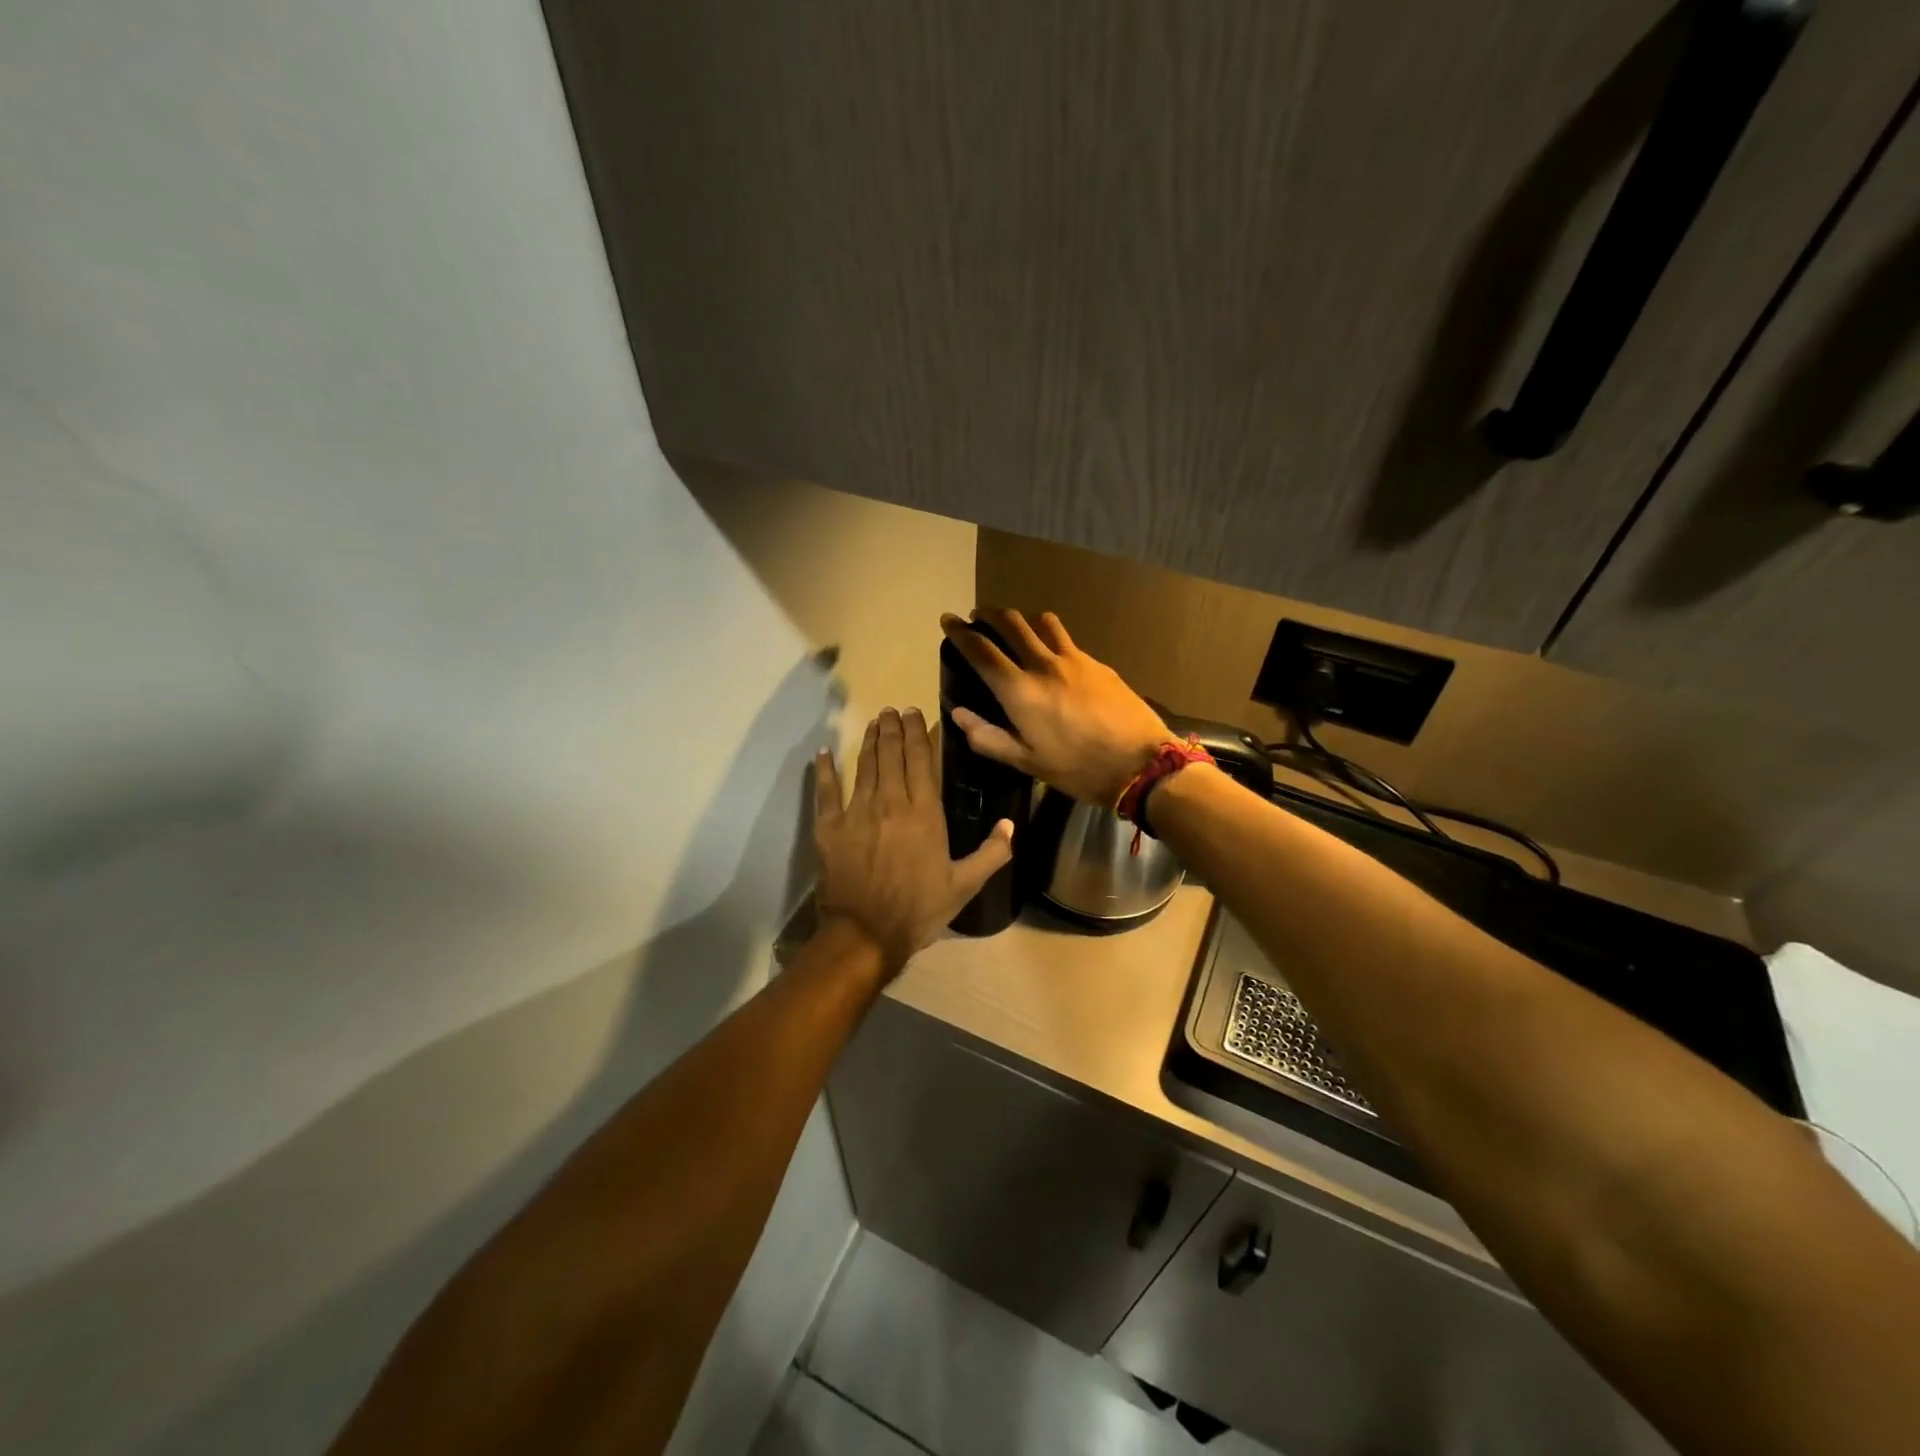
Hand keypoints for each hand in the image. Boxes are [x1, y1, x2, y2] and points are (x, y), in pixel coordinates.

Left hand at [813, 708, 1013, 973]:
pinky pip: (826, 792)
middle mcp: (891, 802)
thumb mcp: (964, 885)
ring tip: (874, 721)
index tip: (916, 713)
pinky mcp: (829, 828)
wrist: (866, 934)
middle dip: (893, 729)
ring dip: (869, 741)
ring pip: (864, 766)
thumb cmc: (919, 910)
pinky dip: (824, 770)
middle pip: (891, 755)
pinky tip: (823, 752)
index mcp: (924, 812)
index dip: (919, 733)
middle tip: (893, 710)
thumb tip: (1011, 824)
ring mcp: (857, 812)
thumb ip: (992, 853)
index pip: (921, 760)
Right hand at [939, 608, 1172, 806]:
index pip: (981, 650)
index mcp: (1020, 691)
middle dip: (989, 614)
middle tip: (978, 616)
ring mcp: (1074, 659)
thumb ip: (988, 737)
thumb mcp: (1027, 762)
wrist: (1141, 763)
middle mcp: (1043, 665)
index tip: (948, 620)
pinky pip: (1067, 639)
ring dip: (1023, 619)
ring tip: (1017, 628)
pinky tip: (1054, 654)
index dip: (960, 633)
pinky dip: (1050, 637)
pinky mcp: (1098, 663)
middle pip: (1011, 623)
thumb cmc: (1078, 769)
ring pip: (1042, 622)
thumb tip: (958, 714)